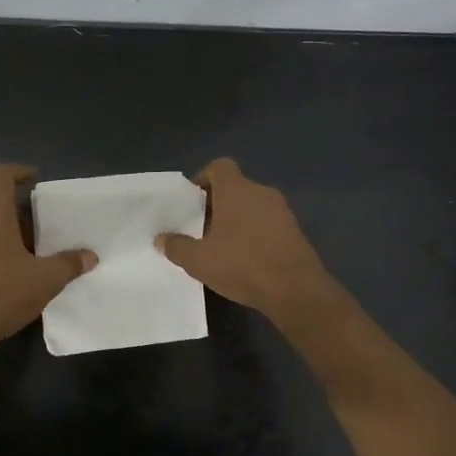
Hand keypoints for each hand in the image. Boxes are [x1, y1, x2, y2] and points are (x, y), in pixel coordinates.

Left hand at [0, 165, 95, 344]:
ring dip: (3, 234)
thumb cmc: (1, 293)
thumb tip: (90, 256)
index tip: (34, 180)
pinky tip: (6, 276)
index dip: (17, 171)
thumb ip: (69, 264)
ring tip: (26, 256)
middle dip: (17, 213)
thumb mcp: (45, 279)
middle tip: (40, 231)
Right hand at [155, 158, 335, 320]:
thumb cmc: (242, 265)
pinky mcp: (295, 229)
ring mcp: (281, 210)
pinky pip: (267, 221)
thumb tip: (161, 239)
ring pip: (252, 205)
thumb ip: (177, 247)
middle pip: (235, 187)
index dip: (203, 178)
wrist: (295, 289)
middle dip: (217, 204)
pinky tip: (246, 257)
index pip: (219, 166)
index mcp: (236, 190)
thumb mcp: (199, 261)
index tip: (193, 201)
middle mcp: (260, 191)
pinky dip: (255, 231)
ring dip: (237, 219)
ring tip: (222, 245)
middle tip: (201, 228)